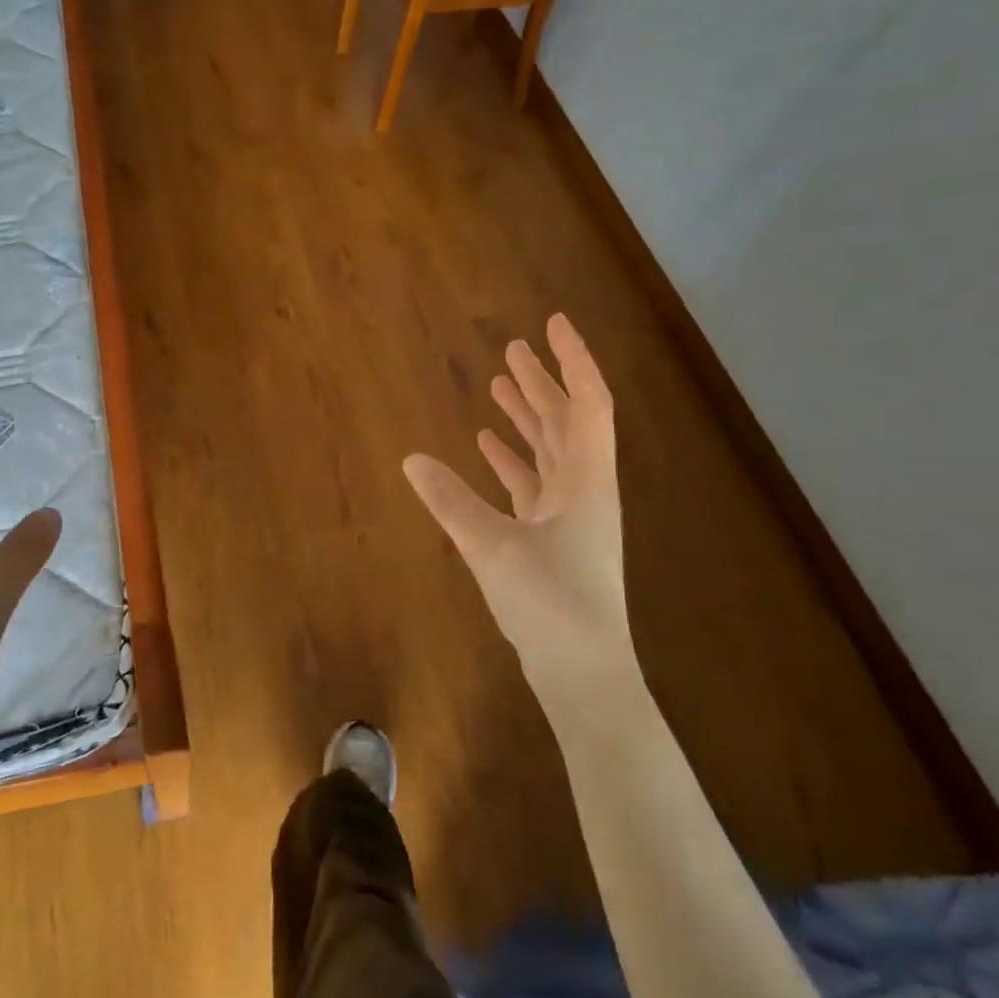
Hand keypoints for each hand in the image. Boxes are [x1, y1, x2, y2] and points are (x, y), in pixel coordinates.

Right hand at [403, 314, 639, 703]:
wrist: (583, 673)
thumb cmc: (551, 603)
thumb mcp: (493, 548)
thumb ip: (451, 502)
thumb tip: (410, 460)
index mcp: (587, 480)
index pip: (587, 403)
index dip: (572, 360)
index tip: (551, 324)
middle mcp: (585, 489)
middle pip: (567, 421)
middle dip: (542, 382)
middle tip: (513, 349)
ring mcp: (571, 516)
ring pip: (550, 452)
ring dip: (527, 418)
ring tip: (498, 385)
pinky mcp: (554, 539)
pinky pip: (534, 484)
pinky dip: (514, 461)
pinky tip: (487, 447)